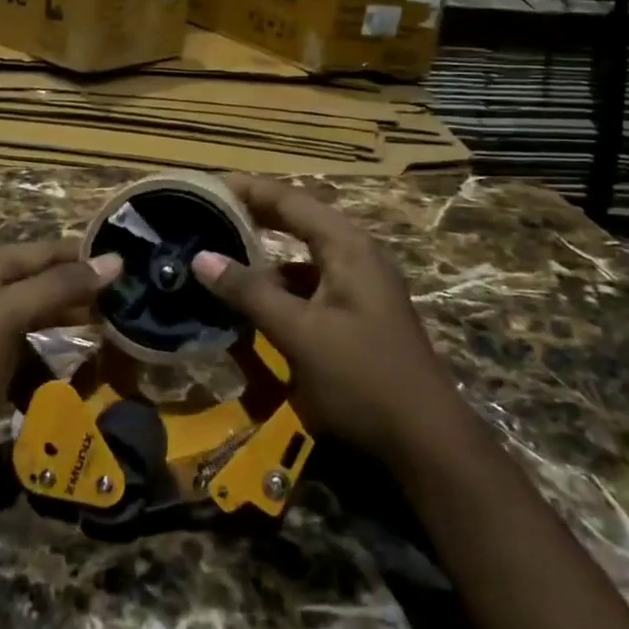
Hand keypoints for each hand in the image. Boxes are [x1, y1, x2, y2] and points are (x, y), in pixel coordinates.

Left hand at [0, 238, 122, 464]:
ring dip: (71, 331)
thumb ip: (59, 285)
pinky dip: (50, 365)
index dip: (87, 256)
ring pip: (42, 319)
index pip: (49, 250)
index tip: (133, 268)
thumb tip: (115, 258)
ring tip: (110, 343)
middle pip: (47, 282)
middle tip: (129, 309)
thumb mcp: (8, 317)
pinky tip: (70, 383)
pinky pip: (30, 355)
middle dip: (84, 295)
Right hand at [191, 175, 450, 462]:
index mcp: (346, 246)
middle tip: (207, 211)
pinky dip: (280, 283)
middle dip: (253, 213)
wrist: (427, 444)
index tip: (205, 184)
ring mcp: (359, 284)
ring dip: (265, 250)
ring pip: (302, 253)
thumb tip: (201, 258)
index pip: (288, 199)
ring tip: (222, 250)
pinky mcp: (357, 312)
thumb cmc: (362, 378)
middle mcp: (355, 254)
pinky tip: (253, 299)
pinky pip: (310, 282)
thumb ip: (250, 293)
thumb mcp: (299, 334)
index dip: (246, 189)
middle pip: (297, 218)